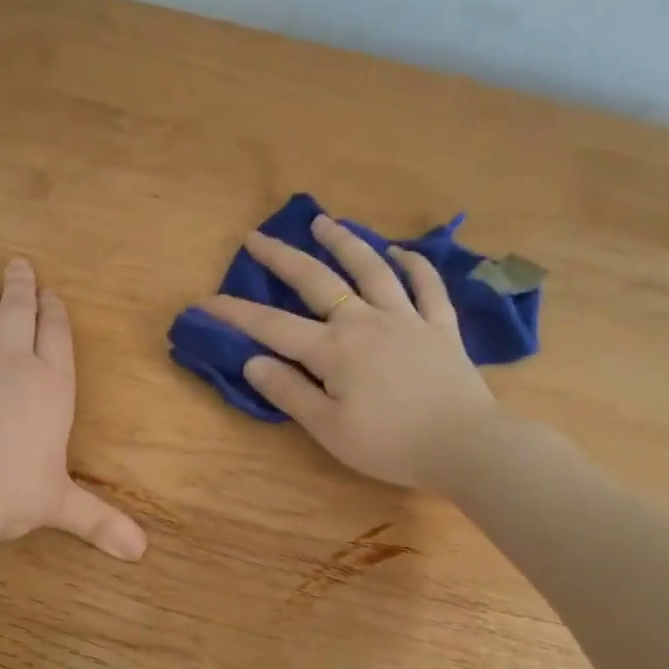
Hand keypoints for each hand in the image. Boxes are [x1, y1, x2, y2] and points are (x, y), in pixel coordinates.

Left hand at [0, 260, 147, 559]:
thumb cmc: (13, 492)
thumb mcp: (60, 506)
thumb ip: (100, 521)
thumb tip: (142, 553)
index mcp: (51, 387)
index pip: (56, 338)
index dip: (55, 313)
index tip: (52, 293)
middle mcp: (11, 365)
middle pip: (17, 315)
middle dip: (20, 288)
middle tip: (18, 264)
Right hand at [198, 214, 499, 489]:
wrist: (464, 445)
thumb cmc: (389, 444)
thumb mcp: (328, 429)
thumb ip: (290, 392)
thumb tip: (252, 361)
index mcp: (334, 350)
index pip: (272, 327)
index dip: (235, 313)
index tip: (204, 301)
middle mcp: (366, 322)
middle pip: (317, 281)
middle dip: (283, 258)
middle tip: (257, 237)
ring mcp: (406, 319)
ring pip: (371, 270)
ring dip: (345, 243)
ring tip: (324, 222)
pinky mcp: (440, 327)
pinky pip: (427, 287)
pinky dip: (413, 265)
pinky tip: (400, 251)